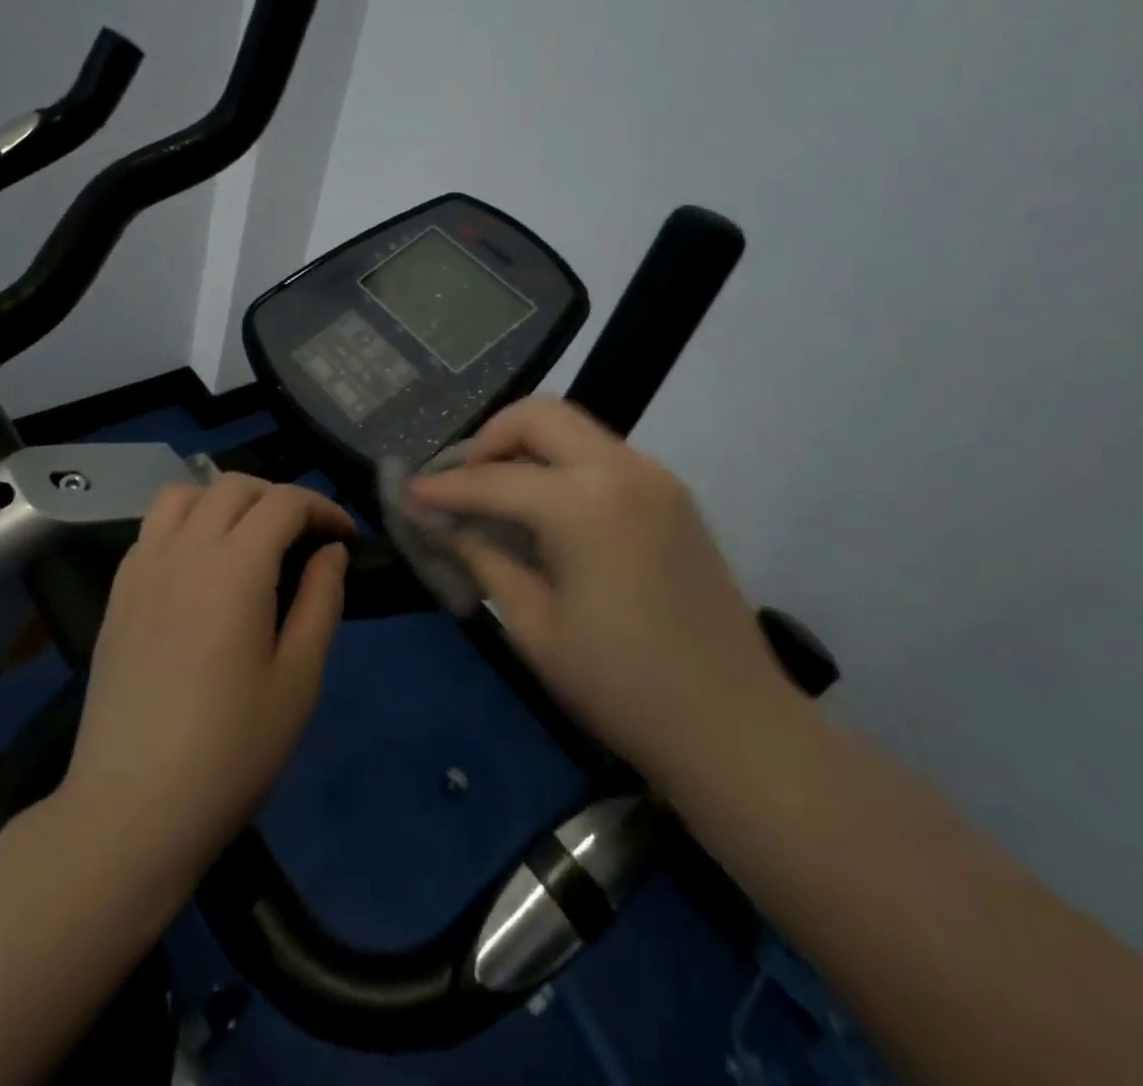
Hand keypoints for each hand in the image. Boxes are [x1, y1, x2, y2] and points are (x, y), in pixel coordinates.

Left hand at [62, 475, 352, 870]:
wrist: (132, 809)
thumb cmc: (231, 749)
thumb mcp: (299, 678)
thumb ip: (321, 600)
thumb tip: (330, 551)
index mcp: (235, 567)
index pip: (284, 502)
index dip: (322, 509)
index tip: (344, 538)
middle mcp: (184, 550)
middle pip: (234, 486)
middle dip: (279, 498)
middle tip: (304, 538)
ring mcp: (142, 568)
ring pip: (184, 495)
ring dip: (225, 501)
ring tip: (248, 540)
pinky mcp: (118, 594)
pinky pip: (153, 529)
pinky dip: (186, 524)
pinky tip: (200, 569)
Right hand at [410, 397, 793, 794]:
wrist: (734, 727)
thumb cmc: (621, 688)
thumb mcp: (533, 626)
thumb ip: (483, 558)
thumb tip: (439, 524)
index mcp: (584, 505)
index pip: (493, 479)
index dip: (443, 488)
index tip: (409, 494)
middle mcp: (623, 470)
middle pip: (540, 416)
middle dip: (488, 439)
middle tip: (460, 483)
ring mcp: (656, 478)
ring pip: (574, 429)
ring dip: (526, 448)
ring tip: (496, 494)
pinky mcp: (672, 496)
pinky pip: (602, 456)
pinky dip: (562, 465)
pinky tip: (545, 510)